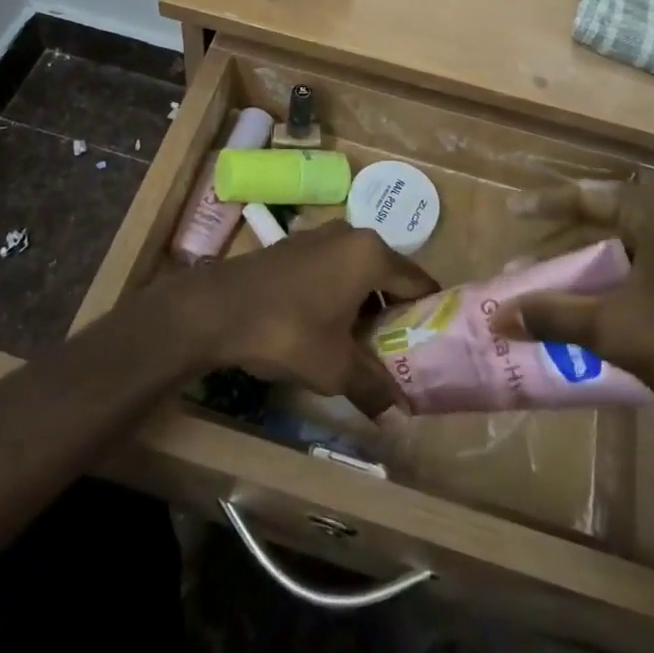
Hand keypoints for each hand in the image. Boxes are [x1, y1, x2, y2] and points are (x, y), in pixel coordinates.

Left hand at [151, 221, 437, 405]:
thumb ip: (374, 387)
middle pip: (387, 275)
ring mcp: (319, 236)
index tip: (435, 344)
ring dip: (364, 305)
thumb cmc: (289, 331)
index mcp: (371, 254)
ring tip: (364, 347)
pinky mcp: (294, 246)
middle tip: (400, 353)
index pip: (418, 282)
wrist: (219, 309)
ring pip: (357, 272)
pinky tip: (328, 328)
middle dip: (394, 313)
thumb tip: (400, 417)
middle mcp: (350, 234)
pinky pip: (332, 269)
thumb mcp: (336, 368)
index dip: (429, 314)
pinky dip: (338, 295)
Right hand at [494, 178, 653, 458]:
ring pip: (623, 246)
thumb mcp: (613, 329)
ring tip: (543, 284)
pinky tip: (582, 305)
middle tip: (523, 255)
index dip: (547, 204)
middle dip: (561, 240)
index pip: (591, 195)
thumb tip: (496, 317)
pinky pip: (641, 269)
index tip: (511, 211)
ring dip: (583, 265)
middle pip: (605, 218)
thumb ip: (552, 315)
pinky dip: (608, 281)